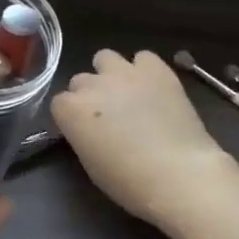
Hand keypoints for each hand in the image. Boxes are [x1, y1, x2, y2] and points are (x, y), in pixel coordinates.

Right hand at [50, 50, 233, 233]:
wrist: (178, 173)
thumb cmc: (129, 181)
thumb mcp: (91, 163)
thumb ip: (83, 135)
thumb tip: (90, 128)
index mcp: (71, 110)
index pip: (59, 103)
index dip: (72, 117)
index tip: (84, 130)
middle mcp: (92, 84)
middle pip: (80, 80)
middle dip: (90, 95)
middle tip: (108, 115)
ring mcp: (124, 72)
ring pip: (105, 58)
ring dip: (110, 73)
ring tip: (127, 93)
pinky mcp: (156, 69)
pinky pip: (143, 57)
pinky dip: (145, 69)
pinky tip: (153, 87)